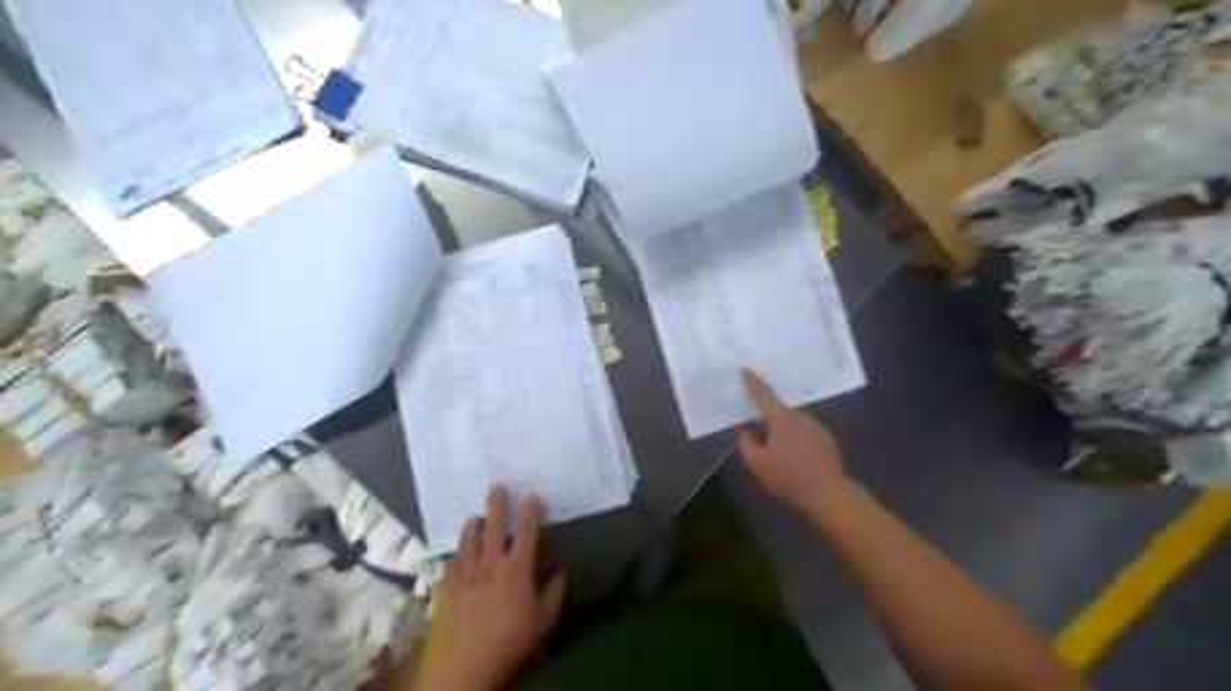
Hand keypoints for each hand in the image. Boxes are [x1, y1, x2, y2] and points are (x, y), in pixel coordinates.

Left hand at [414, 486, 566, 690]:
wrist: (466, 664)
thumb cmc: (510, 640)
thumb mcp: (543, 620)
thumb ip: (554, 593)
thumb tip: (560, 574)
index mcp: (517, 568)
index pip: (527, 532)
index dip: (530, 511)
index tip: (531, 495)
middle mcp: (491, 563)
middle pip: (494, 526)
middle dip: (497, 504)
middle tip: (496, 486)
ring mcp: (466, 573)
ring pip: (468, 540)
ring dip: (473, 525)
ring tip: (476, 518)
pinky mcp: (447, 587)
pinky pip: (451, 562)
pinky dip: (457, 554)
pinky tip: (459, 554)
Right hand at [734, 369, 853, 515]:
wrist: (827, 493)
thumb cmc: (788, 477)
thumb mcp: (757, 463)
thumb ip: (746, 443)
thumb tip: (745, 430)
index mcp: (781, 419)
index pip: (763, 395)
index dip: (753, 383)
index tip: (745, 370)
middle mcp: (800, 417)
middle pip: (778, 412)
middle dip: (766, 420)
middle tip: (757, 434)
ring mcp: (816, 427)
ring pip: (792, 423)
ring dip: (782, 431)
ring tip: (777, 452)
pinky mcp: (826, 439)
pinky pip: (804, 433)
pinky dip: (796, 440)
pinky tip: (794, 458)